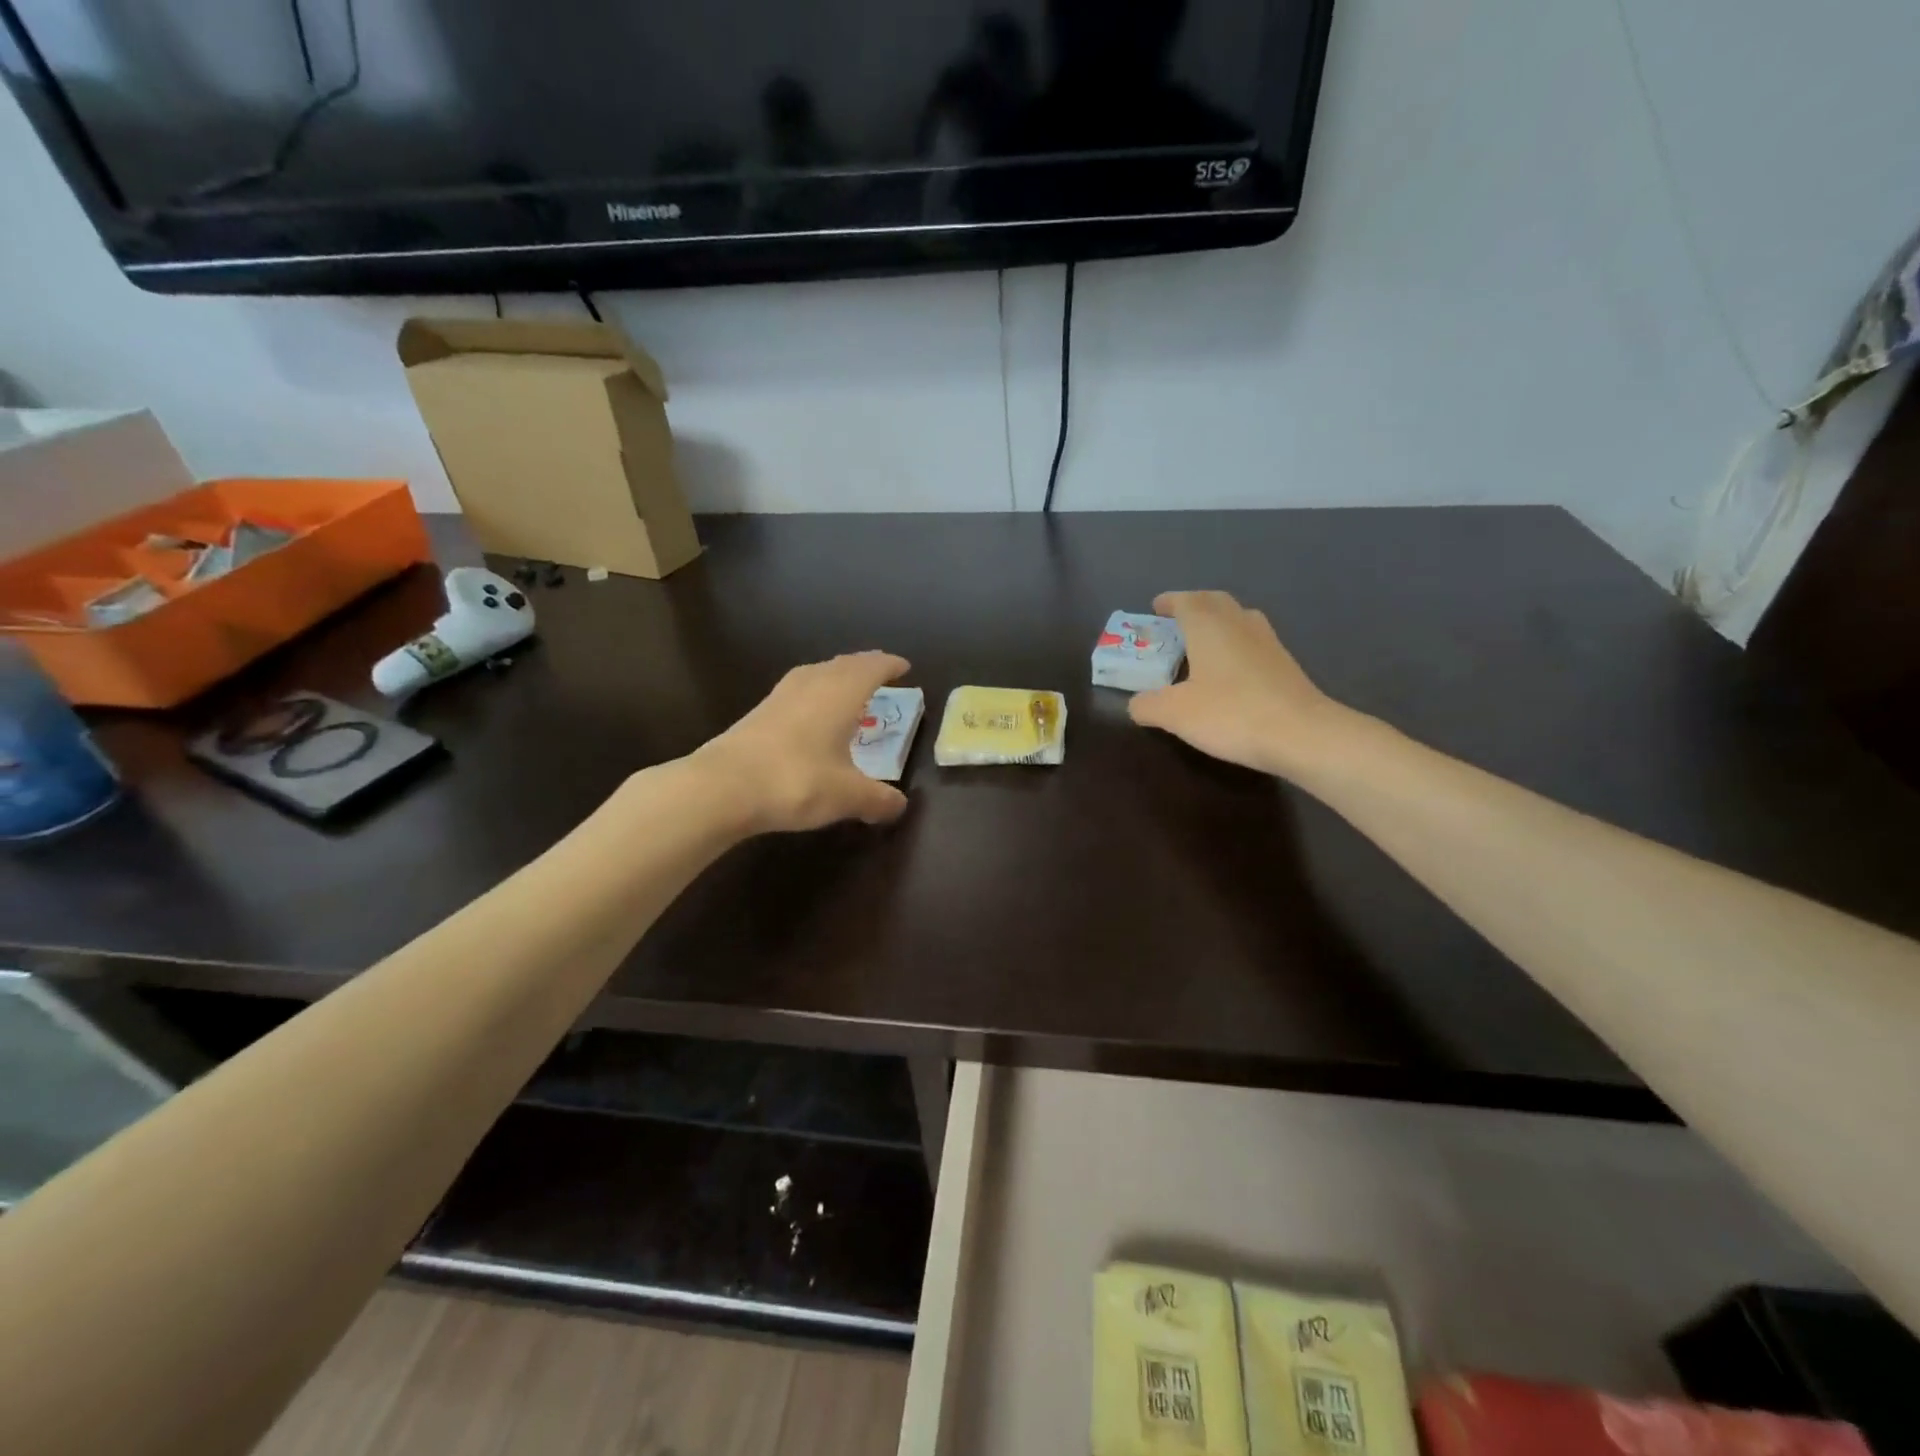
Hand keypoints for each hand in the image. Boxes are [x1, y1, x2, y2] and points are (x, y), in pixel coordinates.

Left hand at [692, 652, 912, 832]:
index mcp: (841, 693)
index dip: (890, 665)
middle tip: (881, 673)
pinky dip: (814, 694)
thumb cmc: (797, 780)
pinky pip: (798, 691)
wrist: (722, 787)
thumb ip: (878, 799)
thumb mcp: (847, 796)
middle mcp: (812, 684)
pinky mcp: (758, 713)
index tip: (904, 666)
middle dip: (865, 667)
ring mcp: (781, 696)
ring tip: (848, 689)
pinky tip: (811, 715)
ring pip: (817, 674)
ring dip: (836, 676)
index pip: (872, 668)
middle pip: (844, 665)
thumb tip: (900, 806)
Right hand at [1128, 591, 1351, 778]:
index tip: (1155, 607)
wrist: (1302, 734)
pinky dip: (1236, 644)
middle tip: (1176, 620)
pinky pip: (1253, 641)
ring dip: (1218, 622)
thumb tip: (1136, 703)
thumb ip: (1148, 705)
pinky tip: (1230, 670)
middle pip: (1215, 602)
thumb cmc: (1231, 714)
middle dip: (1194, 606)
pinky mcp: (1285, 664)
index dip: (1169, 602)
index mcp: (1209, 627)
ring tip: (1202, 641)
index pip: (1186, 601)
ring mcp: (1268, 642)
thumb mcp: (1175, 714)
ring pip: (1239, 618)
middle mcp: (1239, 624)